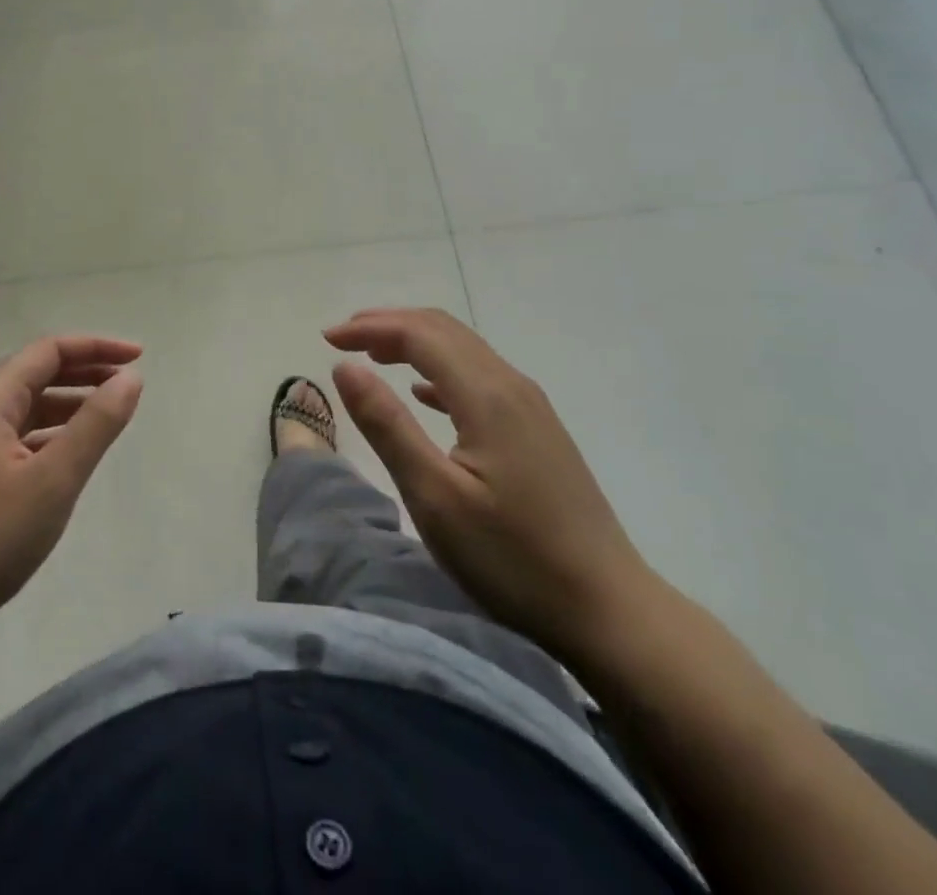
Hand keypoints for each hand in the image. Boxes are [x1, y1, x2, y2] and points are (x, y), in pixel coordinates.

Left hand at [0, 337, 143, 657]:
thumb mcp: (53, 480)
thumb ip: (96, 424)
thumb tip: (130, 378)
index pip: (49, 351)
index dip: (97, 348)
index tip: (139, 357)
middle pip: (36, 374)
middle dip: (85, 373)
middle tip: (129, 383)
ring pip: (25, 408)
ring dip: (68, 405)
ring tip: (108, 416)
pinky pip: (14, 438)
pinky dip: (48, 435)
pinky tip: (68, 456)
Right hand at [324, 308, 652, 659]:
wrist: (610, 611)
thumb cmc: (513, 558)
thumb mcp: (434, 497)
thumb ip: (387, 425)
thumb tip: (345, 367)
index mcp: (486, 395)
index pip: (419, 334)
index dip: (369, 327)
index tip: (326, 338)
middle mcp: (512, 386)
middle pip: (443, 330)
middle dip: (389, 324)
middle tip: (343, 337)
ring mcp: (532, 407)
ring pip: (464, 350)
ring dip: (414, 342)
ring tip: (373, 355)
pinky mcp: (538, 431)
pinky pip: (480, 377)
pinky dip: (440, 370)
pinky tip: (424, 394)